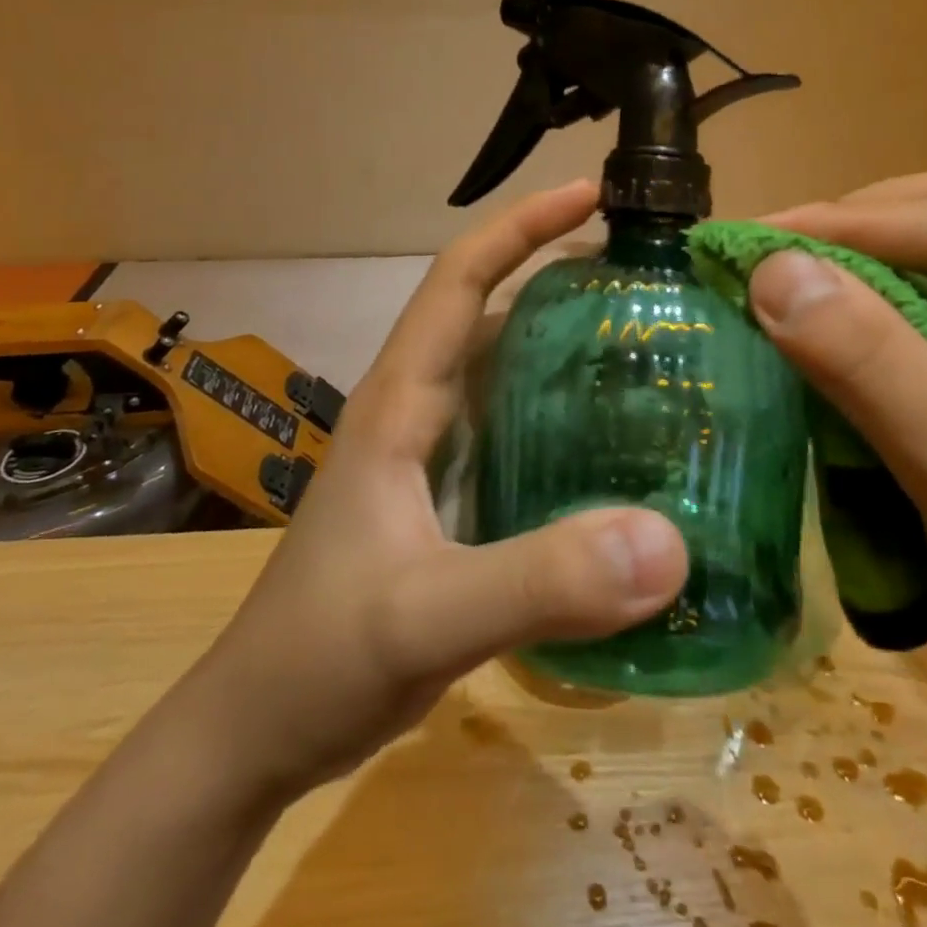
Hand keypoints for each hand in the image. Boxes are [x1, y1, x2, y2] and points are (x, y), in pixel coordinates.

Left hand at [202, 180, 686, 798]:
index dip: (522, 226)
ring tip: (647, 339)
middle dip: (559, 274)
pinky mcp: (447, 496)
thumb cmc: (320, 657)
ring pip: (504, 369)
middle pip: (491, 311)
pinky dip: (562, 412)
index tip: (593, 196)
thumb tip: (667, 543)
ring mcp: (431, 453)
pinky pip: (515, 429)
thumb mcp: (427, 616)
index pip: (461, 279)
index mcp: (401, 400)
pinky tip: (615, 438)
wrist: (259, 730)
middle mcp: (416, 408)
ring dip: (564, 342)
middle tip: (647, 274)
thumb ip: (540, 581)